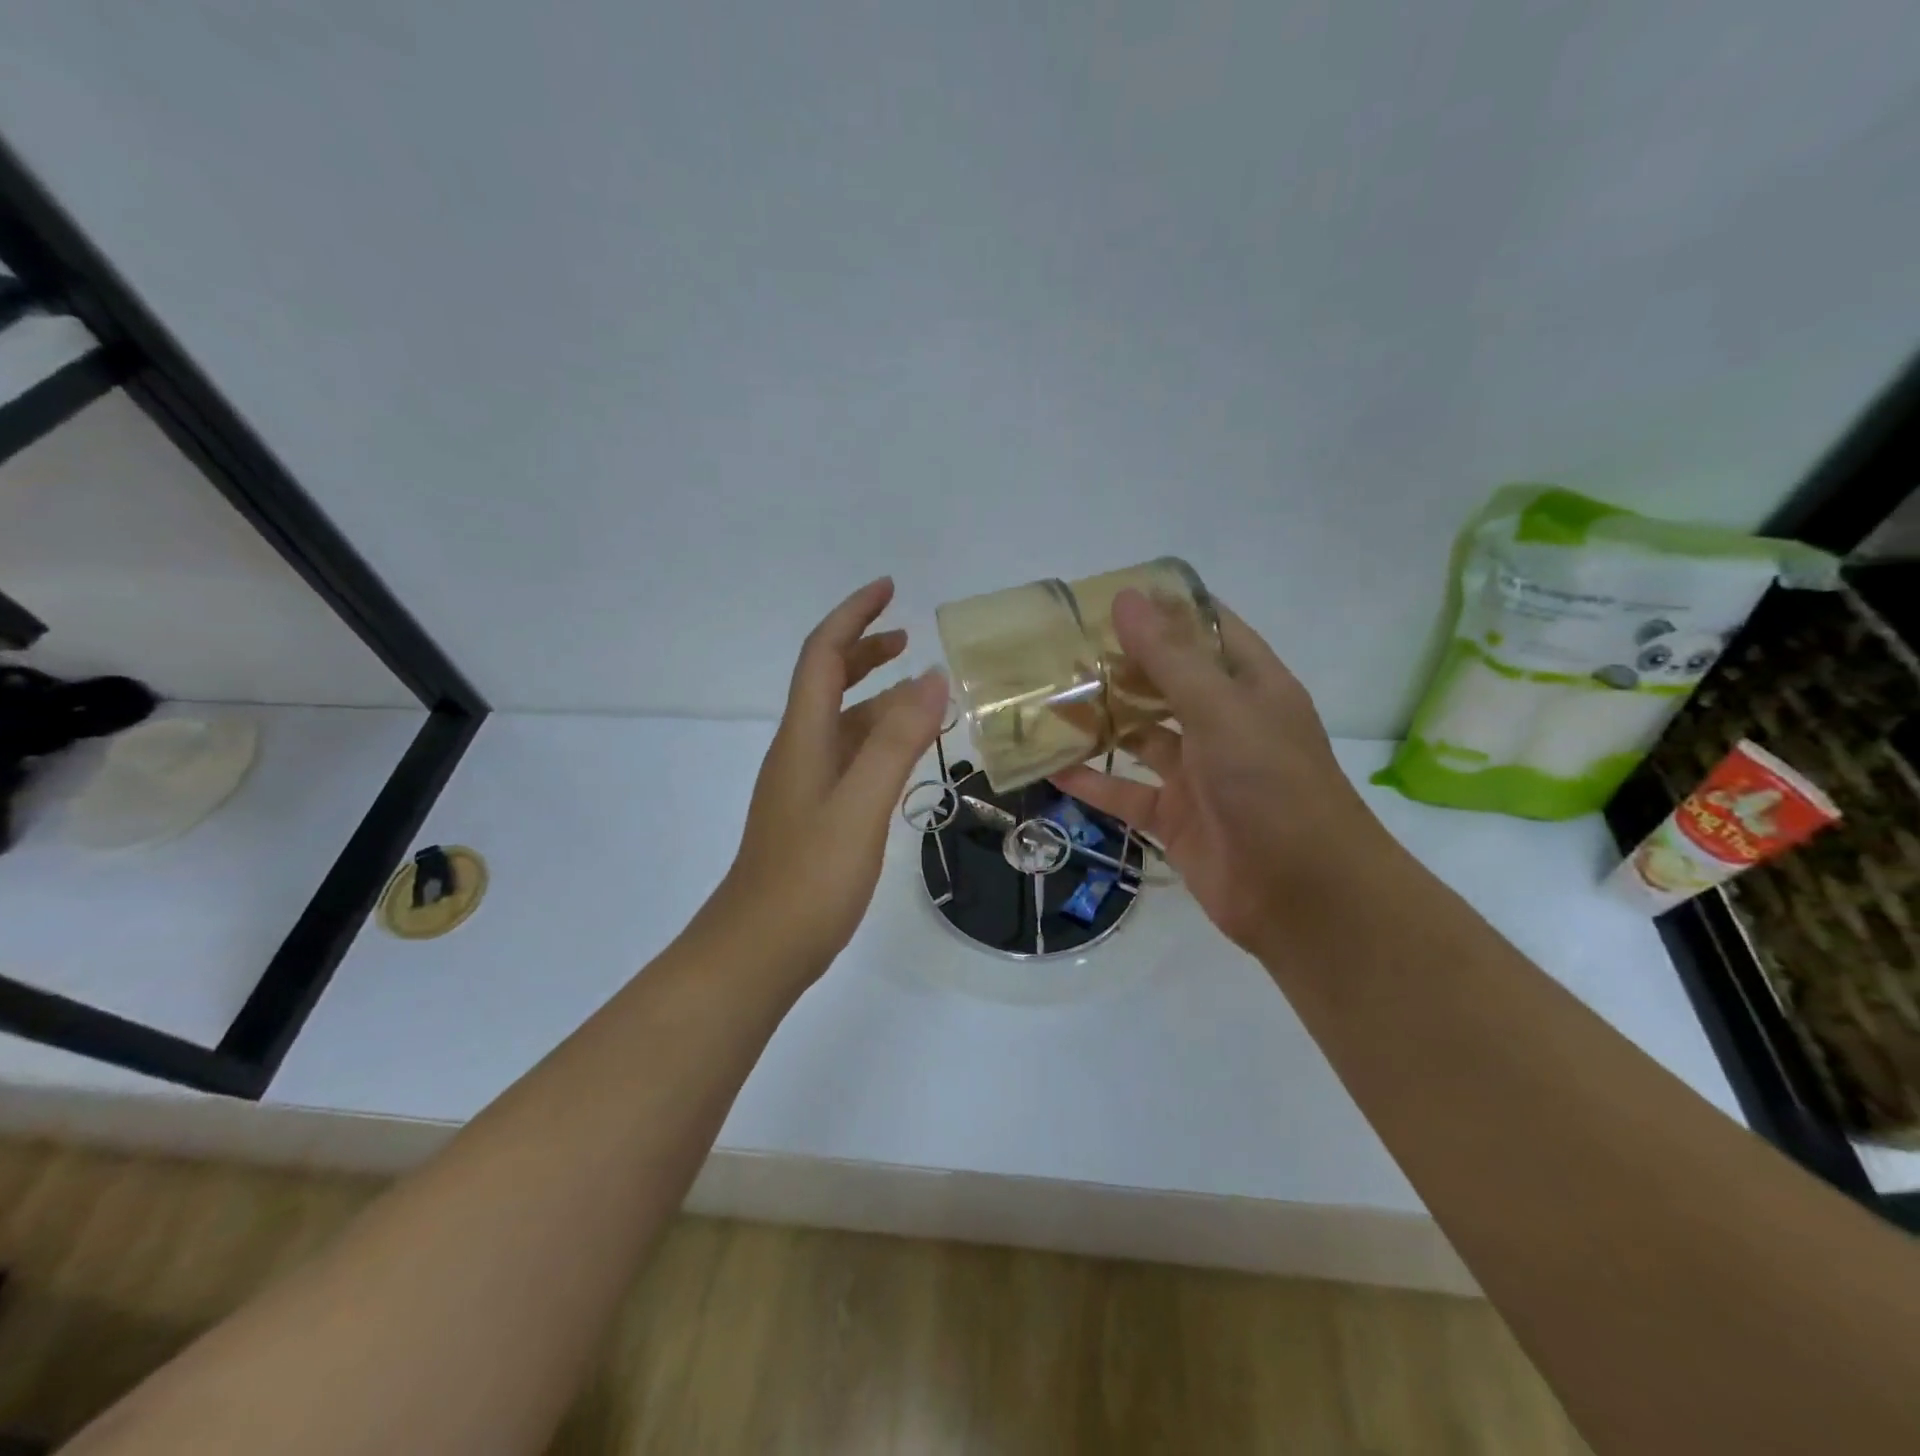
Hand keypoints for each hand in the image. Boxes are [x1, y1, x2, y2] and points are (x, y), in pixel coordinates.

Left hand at [713, 577, 947, 976]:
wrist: (758, 951)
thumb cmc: (809, 879)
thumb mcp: (860, 806)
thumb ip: (896, 742)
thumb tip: (932, 677)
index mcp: (804, 737)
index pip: (823, 656)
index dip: (853, 616)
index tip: (889, 589)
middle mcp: (799, 751)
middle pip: (827, 682)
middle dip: (864, 649)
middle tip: (909, 636)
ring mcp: (804, 785)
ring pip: (841, 722)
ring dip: (876, 697)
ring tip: (922, 694)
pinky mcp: (813, 814)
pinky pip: (848, 757)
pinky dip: (877, 739)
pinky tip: (902, 756)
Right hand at [1053, 591, 1386, 959]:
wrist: (1303, 895)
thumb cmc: (1272, 784)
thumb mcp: (1220, 709)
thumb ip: (1170, 658)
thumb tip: (1126, 597)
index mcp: (1250, 686)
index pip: (1206, 631)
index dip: (1163, 609)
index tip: (1108, 596)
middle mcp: (1224, 724)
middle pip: (1165, 683)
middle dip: (1119, 666)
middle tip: (1061, 648)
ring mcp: (1198, 773)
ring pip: (1140, 737)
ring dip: (1100, 722)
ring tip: (1047, 701)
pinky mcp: (1175, 817)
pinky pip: (1126, 792)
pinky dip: (1092, 782)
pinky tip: (1050, 768)